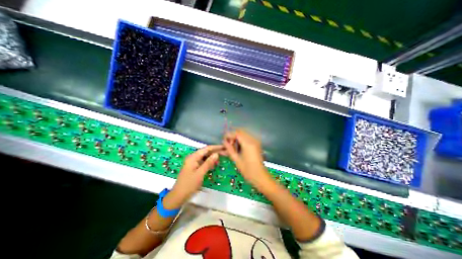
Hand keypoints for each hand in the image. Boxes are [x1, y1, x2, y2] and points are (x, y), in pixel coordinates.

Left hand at [164, 145, 223, 208]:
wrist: (178, 196)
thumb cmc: (189, 184)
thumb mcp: (200, 173)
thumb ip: (208, 163)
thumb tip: (217, 154)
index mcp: (193, 157)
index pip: (206, 149)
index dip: (215, 147)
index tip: (224, 147)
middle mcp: (193, 158)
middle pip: (206, 152)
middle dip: (215, 152)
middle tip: (225, 152)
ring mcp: (193, 162)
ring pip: (205, 157)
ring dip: (212, 157)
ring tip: (222, 157)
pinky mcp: (194, 167)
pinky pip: (203, 162)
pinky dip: (209, 162)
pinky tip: (214, 164)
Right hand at [223, 130, 270, 189]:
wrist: (260, 177)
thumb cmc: (247, 170)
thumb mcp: (236, 159)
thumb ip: (229, 149)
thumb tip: (224, 141)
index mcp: (248, 143)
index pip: (237, 133)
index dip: (229, 135)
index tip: (224, 140)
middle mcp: (253, 140)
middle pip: (241, 132)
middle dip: (233, 136)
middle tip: (228, 145)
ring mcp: (256, 142)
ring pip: (244, 134)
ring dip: (237, 138)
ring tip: (233, 147)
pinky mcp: (257, 144)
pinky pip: (247, 138)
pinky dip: (242, 140)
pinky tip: (238, 148)